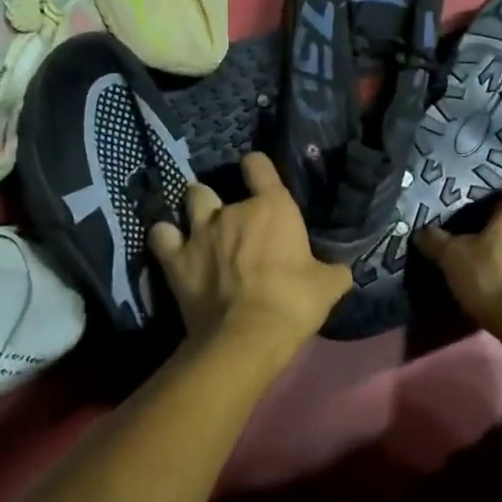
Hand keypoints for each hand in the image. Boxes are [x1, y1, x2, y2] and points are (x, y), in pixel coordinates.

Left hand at [149, 153, 352, 357]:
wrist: (247, 337)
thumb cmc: (293, 303)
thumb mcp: (329, 286)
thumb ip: (333, 270)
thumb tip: (341, 270)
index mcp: (272, 207)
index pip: (258, 165)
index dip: (257, 168)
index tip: (258, 177)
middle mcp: (232, 210)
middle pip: (215, 187)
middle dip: (221, 202)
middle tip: (230, 222)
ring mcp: (199, 231)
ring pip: (190, 200)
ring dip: (194, 209)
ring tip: (199, 226)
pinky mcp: (175, 258)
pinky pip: (160, 235)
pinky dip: (164, 237)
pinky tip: (170, 245)